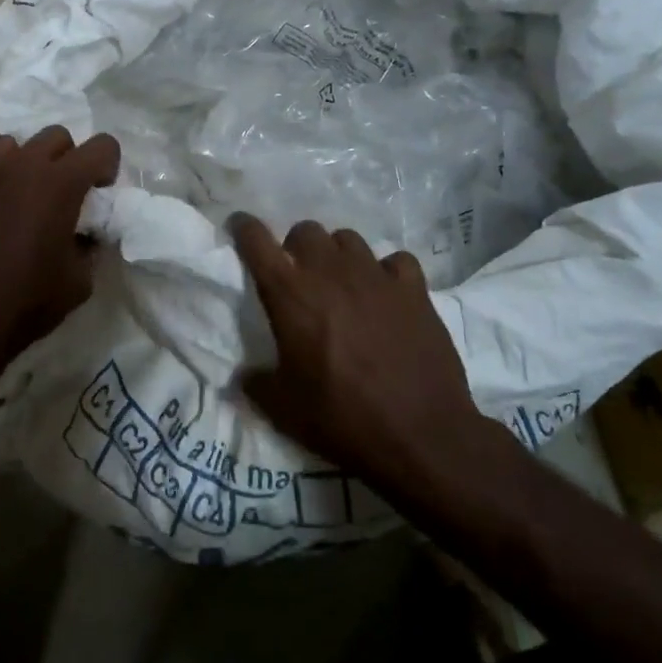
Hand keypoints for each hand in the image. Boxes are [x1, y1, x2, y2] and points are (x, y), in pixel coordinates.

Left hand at [0, 127, 120, 400]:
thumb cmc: (26, 304)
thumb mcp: (79, 282)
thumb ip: (88, 246)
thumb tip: (82, 235)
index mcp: (58, 184)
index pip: (101, 145)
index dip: (108, 167)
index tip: (99, 194)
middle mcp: (18, 168)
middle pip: (55, 136)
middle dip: (68, 160)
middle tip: (64, 196)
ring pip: (11, 147)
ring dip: (26, 166)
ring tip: (22, 202)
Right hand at [231, 214, 495, 495]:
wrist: (420, 435)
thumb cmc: (342, 418)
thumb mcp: (283, 409)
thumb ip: (257, 384)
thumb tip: (245, 376)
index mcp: (291, 296)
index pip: (257, 242)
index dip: (244, 229)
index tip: (240, 228)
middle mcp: (330, 273)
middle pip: (306, 230)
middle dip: (295, 246)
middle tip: (298, 276)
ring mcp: (376, 277)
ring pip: (348, 239)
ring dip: (337, 255)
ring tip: (341, 282)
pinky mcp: (414, 290)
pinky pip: (396, 261)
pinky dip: (387, 271)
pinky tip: (387, 293)